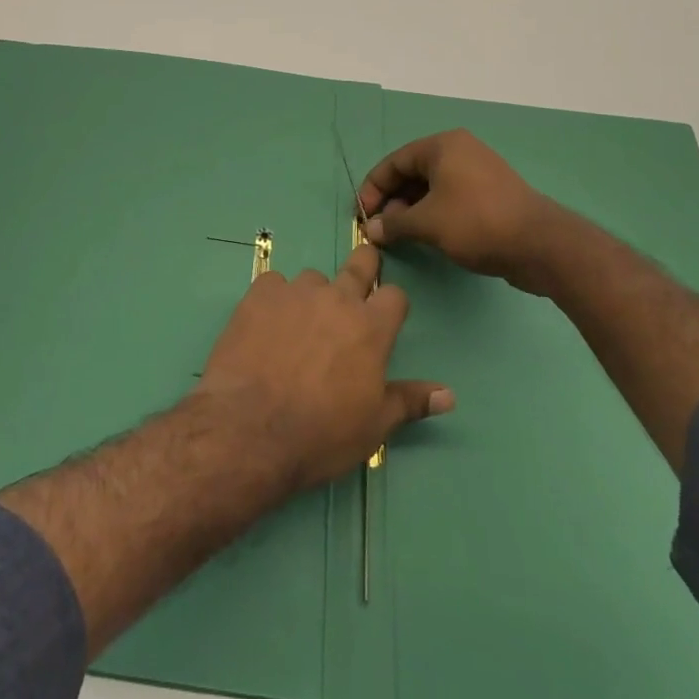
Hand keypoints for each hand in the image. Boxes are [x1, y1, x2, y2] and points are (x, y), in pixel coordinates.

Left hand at [192, 243, 453, 492]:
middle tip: (358, 278)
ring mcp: (295, 292)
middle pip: (359, 264)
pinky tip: (266, 326)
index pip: (395, 295)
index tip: (385, 314)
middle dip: (364, 266)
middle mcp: (336, 299)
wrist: (249, 428)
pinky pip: (274, 285)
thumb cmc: (320, 434)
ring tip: (299, 328)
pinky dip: (275, 300)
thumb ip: (410, 401)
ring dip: (313, 297)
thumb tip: (448, 395)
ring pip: (312, 280)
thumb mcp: (374, 425)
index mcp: (370, 328)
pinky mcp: (259, 295)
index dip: (391, 303)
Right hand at [359, 129, 578, 295]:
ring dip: (411, 209)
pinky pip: (451, 197)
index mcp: (442, 146)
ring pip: (432, 187)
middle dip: (393, 200)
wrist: (541, 246)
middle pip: (413, 173)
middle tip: (381, 228)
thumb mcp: (427, 223)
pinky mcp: (491, 194)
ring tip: (401, 235)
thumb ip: (394, 223)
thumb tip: (372, 229)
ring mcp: (478, 172)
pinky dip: (434, 213)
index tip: (362, 214)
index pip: (394, 162)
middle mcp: (460, 152)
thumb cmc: (476, 223)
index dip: (373, 188)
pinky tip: (427, 235)